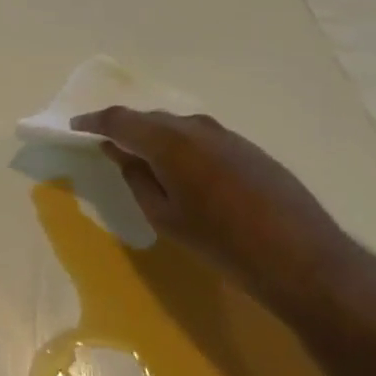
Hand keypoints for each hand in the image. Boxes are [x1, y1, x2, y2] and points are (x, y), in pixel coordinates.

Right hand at [69, 107, 354, 300]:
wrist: (300, 256)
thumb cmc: (222, 243)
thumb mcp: (165, 217)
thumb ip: (137, 178)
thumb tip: (120, 151)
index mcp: (169, 142)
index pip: (120, 120)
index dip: (94, 121)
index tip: (75, 126)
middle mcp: (196, 127)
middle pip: (150, 118)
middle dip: (125, 128)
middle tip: (106, 145)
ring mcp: (226, 134)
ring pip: (177, 126)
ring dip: (155, 136)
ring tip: (142, 157)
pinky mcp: (247, 147)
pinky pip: (200, 136)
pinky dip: (181, 145)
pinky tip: (183, 169)